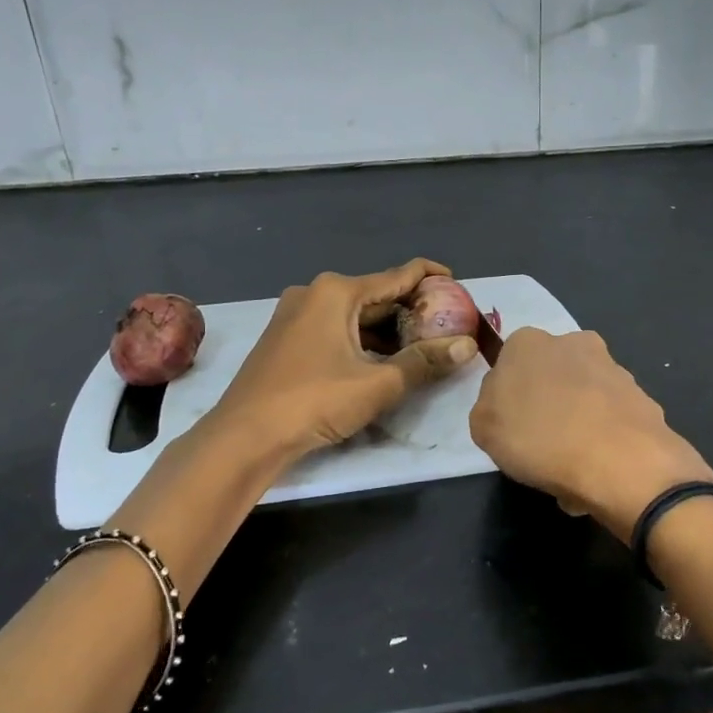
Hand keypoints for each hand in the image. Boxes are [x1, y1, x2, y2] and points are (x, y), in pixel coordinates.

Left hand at [205, 258, 477, 465]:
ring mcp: (295, 315)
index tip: (460, 286)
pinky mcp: (286, 339)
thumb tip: (468, 346)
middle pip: (376, 295)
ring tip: (423, 346)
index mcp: (337, 292)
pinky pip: (335, 329)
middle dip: (412, 310)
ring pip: (355, 315)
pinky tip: (382, 361)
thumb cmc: (314, 401)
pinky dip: (362, 340)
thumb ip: (425, 362)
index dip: (432, 277)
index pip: (398, 275)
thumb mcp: (378, 383)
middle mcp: (314, 293)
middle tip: (447, 325)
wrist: (244, 437)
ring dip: (388, 330)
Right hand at [469, 328, 712, 543]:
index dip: (507, 399)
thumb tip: (507, 403)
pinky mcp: (642, 397)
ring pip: (583, 399)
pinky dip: (603, 441)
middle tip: (539, 448)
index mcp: (528, 342)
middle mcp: (574, 342)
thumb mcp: (483, 427)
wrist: (621, 462)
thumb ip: (489, 406)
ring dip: (577, 426)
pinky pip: (610, 421)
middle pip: (550, 378)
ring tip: (571, 469)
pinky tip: (598, 471)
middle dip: (547, 407)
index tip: (509, 428)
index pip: (508, 365)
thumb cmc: (539, 438)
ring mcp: (613, 369)